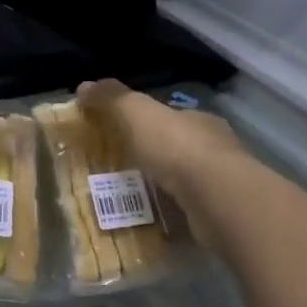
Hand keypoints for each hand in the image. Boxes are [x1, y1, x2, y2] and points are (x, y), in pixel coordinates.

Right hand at [75, 79, 249, 222]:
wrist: (217, 199)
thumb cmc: (178, 148)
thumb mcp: (137, 113)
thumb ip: (112, 99)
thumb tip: (84, 86)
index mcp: (199, 120)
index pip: (172, 117)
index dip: (148, 122)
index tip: (125, 133)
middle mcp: (216, 148)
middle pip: (179, 148)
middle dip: (155, 156)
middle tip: (123, 168)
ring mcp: (221, 184)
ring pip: (187, 181)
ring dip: (164, 187)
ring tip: (132, 197)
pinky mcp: (221, 214)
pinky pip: (190, 211)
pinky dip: (173, 213)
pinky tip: (152, 220)